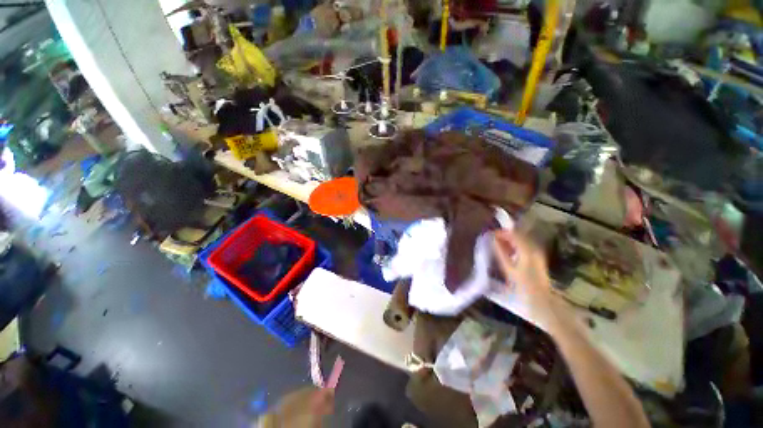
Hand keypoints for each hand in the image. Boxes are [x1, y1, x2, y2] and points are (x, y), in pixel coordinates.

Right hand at [492, 229, 570, 333]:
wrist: (541, 302)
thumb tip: (493, 239)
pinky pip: (525, 247)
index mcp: (527, 251)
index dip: (501, 233)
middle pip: (519, 236)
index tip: (490, 234)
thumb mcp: (508, 269)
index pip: (513, 234)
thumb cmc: (522, 287)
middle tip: (492, 240)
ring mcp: (538, 254)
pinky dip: (515, 247)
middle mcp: (534, 249)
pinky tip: (508, 253)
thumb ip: (500, 252)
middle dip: (505, 236)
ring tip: (498, 246)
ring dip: (510, 242)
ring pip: (522, 241)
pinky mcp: (538, 260)